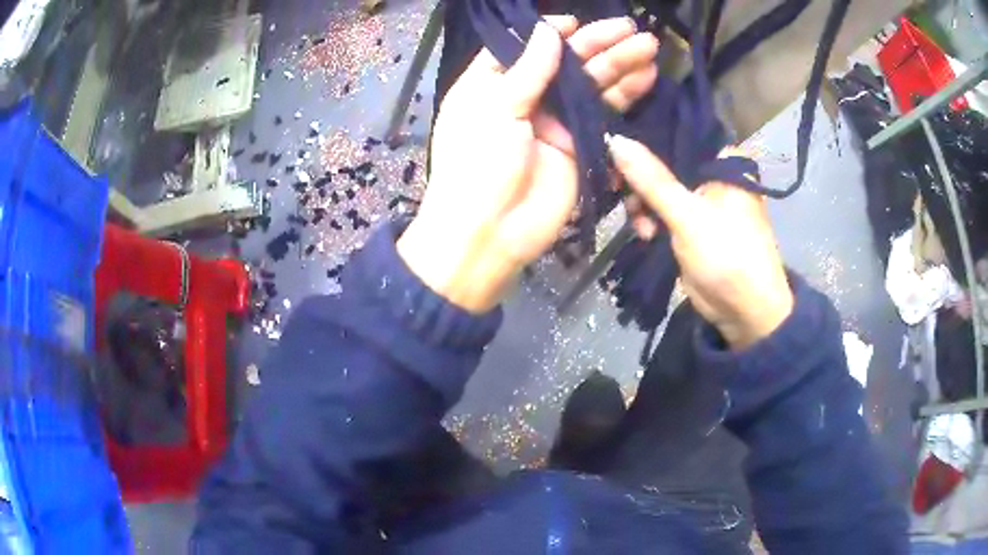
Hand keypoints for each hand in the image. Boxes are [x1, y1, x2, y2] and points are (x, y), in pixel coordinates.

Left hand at [398, 16, 658, 312]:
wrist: (490, 234)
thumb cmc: (478, 165)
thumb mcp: (495, 109)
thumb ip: (528, 69)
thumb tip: (548, 30)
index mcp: (492, 84)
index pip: (524, 47)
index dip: (550, 33)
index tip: (577, 23)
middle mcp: (525, 98)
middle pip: (565, 63)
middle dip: (599, 44)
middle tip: (633, 28)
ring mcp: (555, 122)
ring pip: (591, 86)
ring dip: (620, 65)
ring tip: (648, 45)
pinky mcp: (580, 147)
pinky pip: (605, 116)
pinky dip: (625, 97)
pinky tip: (646, 77)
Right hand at [607, 135, 792, 349]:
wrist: (745, 312)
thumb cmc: (727, 255)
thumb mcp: (688, 215)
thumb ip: (652, 179)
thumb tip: (614, 139)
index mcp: (724, 160)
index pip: (678, 134)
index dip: (645, 137)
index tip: (614, 145)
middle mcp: (713, 173)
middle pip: (665, 161)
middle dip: (641, 180)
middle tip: (621, 194)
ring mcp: (701, 198)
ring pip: (659, 187)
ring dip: (643, 205)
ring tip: (642, 228)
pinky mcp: (691, 222)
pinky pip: (662, 209)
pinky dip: (650, 219)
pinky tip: (645, 234)